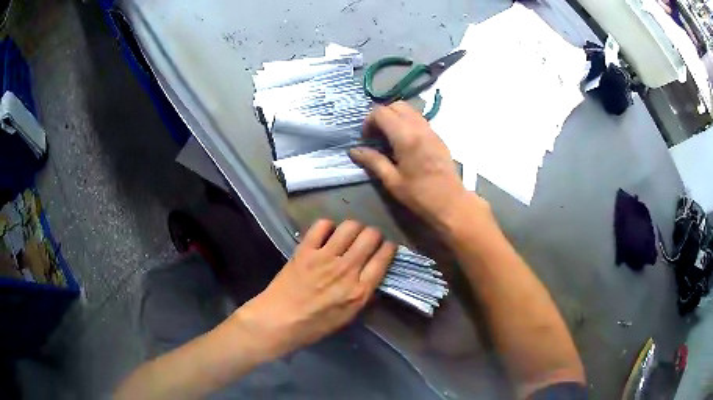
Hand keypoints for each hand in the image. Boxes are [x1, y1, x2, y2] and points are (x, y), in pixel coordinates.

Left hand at [231, 219, 395, 360]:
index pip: (383, 258)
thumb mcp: (348, 316)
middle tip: (368, 240)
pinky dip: (328, 226)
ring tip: (349, 235)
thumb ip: (363, 294)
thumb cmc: (314, 325)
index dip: (389, 248)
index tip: (387, 247)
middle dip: (374, 234)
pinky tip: (326, 235)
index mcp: (359, 290)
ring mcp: (325, 257)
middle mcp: (346, 270)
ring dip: (354, 228)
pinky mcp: (305, 250)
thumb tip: (372, 275)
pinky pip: (322, 225)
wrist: (279, 320)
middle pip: (370, 236)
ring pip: (350, 226)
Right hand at [350, 102, 482, 227]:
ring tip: (389, 138)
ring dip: (395, 117)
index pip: (381, 112)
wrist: (451, 202)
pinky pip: (419, 119)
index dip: (369, 121)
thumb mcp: (392, 180)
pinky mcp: (438, 136)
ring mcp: (431, 130)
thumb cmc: (419, 195)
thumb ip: (373, 161)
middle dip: (382, 115)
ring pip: (409, 110)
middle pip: (396, 105)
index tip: (366, 138)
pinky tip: (404, 143)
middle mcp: (419, 127)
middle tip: (376, 135)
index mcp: (405, 137)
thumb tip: (354, 150)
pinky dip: (407, 123)